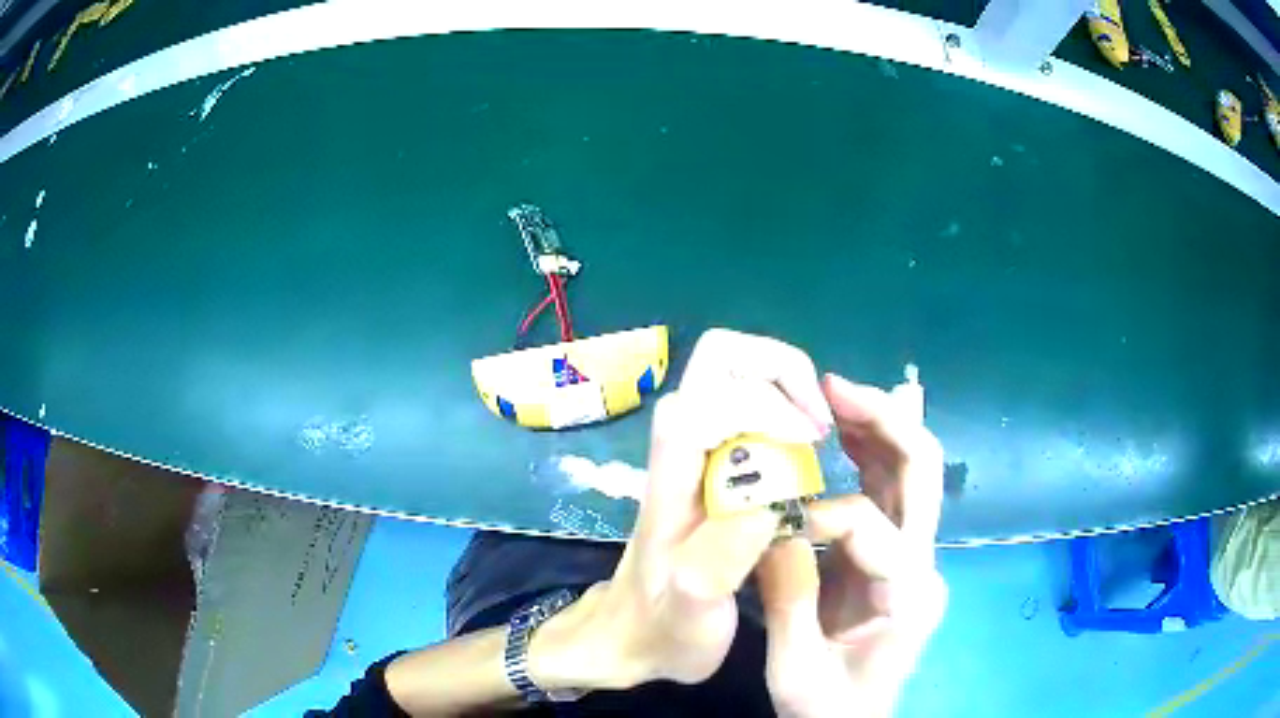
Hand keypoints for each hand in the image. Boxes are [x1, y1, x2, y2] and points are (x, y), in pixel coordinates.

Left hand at [558, 329, 835, 688]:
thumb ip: (720, 562)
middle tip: (818, 424)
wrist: (630, 633)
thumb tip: (767, 502)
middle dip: (781, 369)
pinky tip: (803, 449)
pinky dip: (782, 400)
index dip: (769, 409)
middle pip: (719, 356)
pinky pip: (745, 397)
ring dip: (785, 383)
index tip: (813, 447)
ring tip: (816, 436)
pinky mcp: (705, 457)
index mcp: (671, 478)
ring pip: (732, 369)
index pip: (710, 402)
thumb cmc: (662, 627)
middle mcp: (677, 446)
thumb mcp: (692, 614)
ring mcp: (690, 447)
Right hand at [757, 374, 947, 717]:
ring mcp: (916, 558)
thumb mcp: (795, 671)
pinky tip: (843, 431)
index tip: (774, 528)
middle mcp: (925, 566)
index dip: (821, 517)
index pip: (873, 529)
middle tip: (835, 388)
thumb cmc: (826, 707)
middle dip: (884, 421)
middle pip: (923, 473)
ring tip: (834, 394)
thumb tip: (775, 530)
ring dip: (878, 425)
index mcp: (907, 598)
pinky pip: (890, 492)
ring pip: (913, 471)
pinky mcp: (898, 556)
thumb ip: (788, 603)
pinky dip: (869, 453)